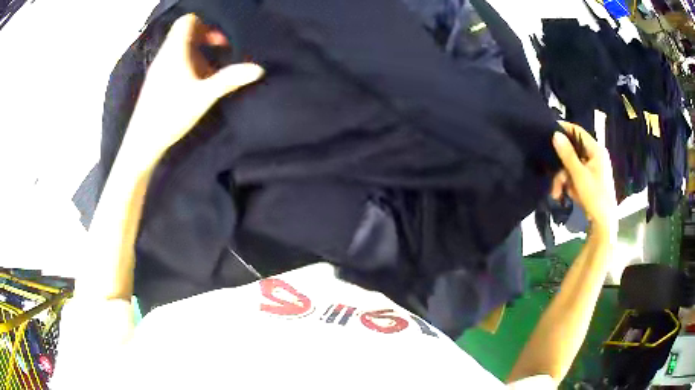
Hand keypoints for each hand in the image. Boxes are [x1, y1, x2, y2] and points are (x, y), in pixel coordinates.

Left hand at [123, 13, 263, 161]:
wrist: (143, 141)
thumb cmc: (171, 114)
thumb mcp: (204, 95)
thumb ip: (230, 79)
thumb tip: (258, 69)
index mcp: (175, 51)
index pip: (189, 20)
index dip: (207, 25)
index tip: (220, 42)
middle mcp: (164, 54)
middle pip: (185, 33)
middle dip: (205, 40)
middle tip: (218, 57)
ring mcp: (158, 68)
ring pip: (179, 49)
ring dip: (196, 55)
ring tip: (208, 74)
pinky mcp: (154, 81)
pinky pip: (173, 62)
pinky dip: (186, 65)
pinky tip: (193, 85)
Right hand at [551, 121, 616, 234]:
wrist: (604, 223)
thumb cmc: (595, 196)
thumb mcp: (579, 175)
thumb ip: (567, 154)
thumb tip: (555, 134)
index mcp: (596, 150)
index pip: (577, 131)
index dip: (563, 129)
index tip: (548, 132)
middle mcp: (595, 156)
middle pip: (573, 152)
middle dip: (561, 167)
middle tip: (554, 180)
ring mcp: (593, 168)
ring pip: (572, 166)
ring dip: (563, 179)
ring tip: (557, 194)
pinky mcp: (591, 179)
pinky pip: (576, 175)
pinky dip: (570, 184)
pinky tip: (567, 195)